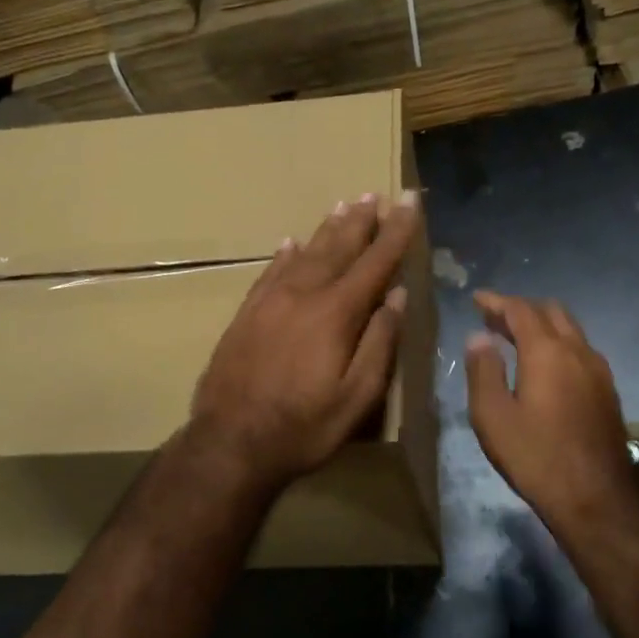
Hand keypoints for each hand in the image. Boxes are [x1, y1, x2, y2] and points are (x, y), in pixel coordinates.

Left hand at [190, 191, 418, 490]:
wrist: (229, 443)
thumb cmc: (303, 427)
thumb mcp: (357, 397)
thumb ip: (379, 343)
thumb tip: (397, 297)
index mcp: (335, 313)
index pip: (375, 262)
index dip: (396, 230)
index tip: (408, 201)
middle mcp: (302, 295)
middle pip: (337, 248)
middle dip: (361, 221)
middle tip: (375, 194)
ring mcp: (269, 302)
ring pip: (304, 253)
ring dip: (327, 229)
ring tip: (343, 206)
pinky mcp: (245, 314)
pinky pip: (269, 272)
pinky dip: (286, 254)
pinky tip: (291, 243)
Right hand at [464, 291, 638, 529]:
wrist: (597, 496)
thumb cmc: (536, 456)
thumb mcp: (492, 416)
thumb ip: (483, 370)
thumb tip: (479, 337)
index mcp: (547, 351)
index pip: (520, 310)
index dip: (496, 301)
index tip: (477, 299)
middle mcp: (577, 350)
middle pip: (550, 311)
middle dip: (521, 308)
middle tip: (494, 319)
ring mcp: (598, 369)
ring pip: (570, 329)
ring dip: (542, 325)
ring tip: (515, 339)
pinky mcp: (608, 390)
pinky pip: (580, 349)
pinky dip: (558, 343)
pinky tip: (545, 366)